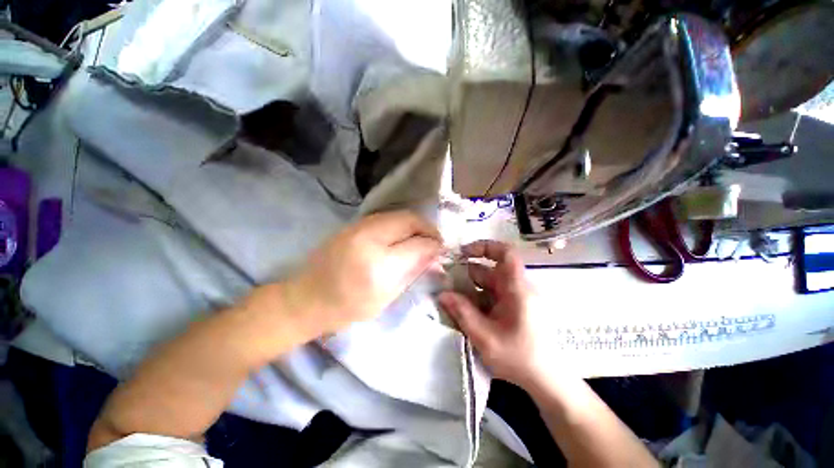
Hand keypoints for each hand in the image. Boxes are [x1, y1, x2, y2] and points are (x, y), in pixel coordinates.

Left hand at [280, 211, 442, 337]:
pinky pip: (387, 217)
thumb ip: (413, 271)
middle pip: (410, 220)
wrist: (306, 298)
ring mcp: (359, 226)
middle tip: (433, 242)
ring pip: (400, 214)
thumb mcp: (387, 297)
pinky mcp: (354, 223)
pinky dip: (401, 224)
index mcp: (379, 264)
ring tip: (420, 239)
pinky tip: (402, 236)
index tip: (441, 250)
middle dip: (428, 229)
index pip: (418, 244)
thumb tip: (435, 254)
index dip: (434, 245)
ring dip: (415, 225)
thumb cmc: (348, 307)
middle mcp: (369, 237)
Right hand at [439, 241, 551, 387]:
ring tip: (452, 299)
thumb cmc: (519, 358)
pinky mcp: (514, 307)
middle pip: (490, 270)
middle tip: (446, 283)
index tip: (463, 253)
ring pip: (488, 283)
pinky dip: (477, 299)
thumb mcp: (485, 337)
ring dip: (470, 289)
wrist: (546, 381)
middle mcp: (518, 288)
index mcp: (517, 289)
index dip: (484, 247)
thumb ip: (462, 312)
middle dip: (467, 274)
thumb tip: (441, 294)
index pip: (505, 253)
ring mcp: (516, 297)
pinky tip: (465, 311)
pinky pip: (492, 295)